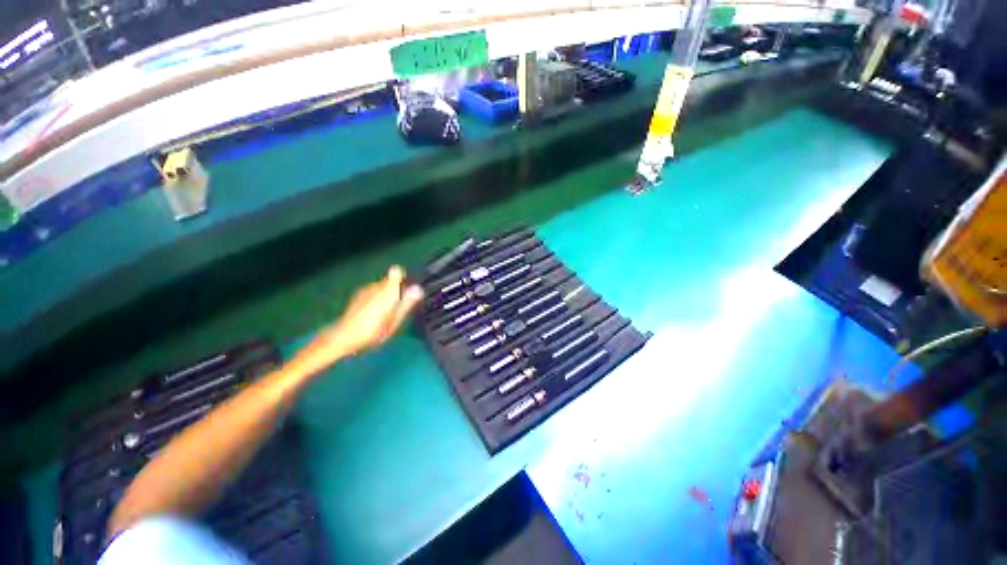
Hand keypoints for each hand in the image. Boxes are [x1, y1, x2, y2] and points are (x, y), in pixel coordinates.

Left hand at [294, 266, 423, 374]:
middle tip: (400, 307)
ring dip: (388, 294)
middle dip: (398, 289)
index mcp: (387, 291)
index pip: (396, 272)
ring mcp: (366, 289)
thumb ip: (406, 303)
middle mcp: (376, 286)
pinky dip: (378, 297)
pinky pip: (374, 290)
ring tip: (387, 313)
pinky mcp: (359, 294)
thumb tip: (419, 289)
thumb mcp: (394, 321)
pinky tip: (375, 313)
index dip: (404, 278)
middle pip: (391, 279)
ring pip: (382, 285)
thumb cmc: (372, 332)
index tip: (408, 290)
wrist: (343, 338)